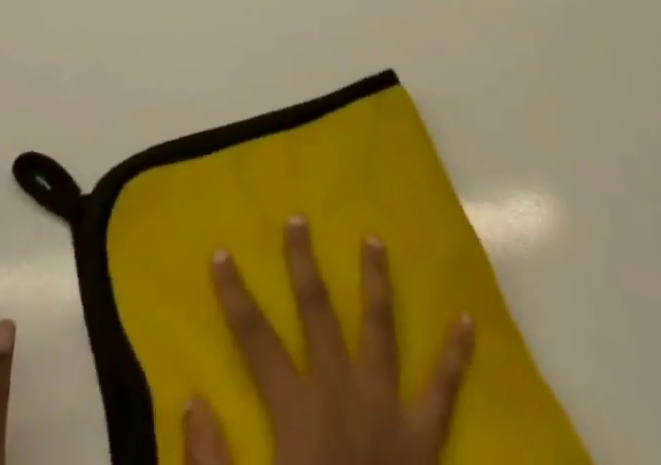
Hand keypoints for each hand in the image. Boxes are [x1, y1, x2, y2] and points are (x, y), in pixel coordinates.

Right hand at [184, 217, 474, 464]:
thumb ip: (212, 462)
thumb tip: (192, 400)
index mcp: (298, 411)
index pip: (255, 339)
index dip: (234, 296)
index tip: (220, 253)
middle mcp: (342, 393)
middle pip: (318, 314)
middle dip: (305, 264)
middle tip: (299, 220)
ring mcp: (388, 410)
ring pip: (379, 329)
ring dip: (375, 282)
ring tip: (374, 240)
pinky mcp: (425, 438)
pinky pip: (443, 390)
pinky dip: (456, 355)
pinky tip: (467, 319)